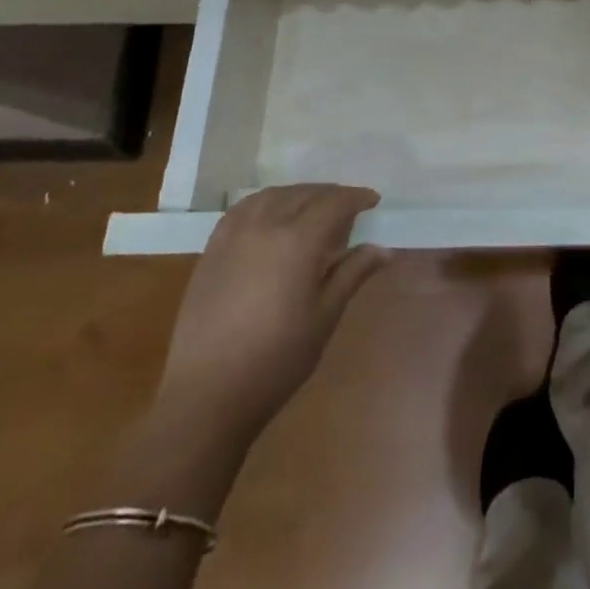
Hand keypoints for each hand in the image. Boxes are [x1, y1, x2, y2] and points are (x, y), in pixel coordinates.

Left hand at [155, 185, 384, 441]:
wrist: (206, 395)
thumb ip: (353, 273)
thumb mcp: (325, 316)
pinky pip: (244, 209)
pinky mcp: (212, 249)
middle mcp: (266, 225)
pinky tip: (271, 217)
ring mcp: (234, 235)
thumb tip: (383, 250)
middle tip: (348, 209)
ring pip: (274, 195)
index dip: (357, 198)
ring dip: (299, 195)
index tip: (373, 202)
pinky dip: (266, 202)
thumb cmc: (277, 359)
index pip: (335, 202)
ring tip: (312, 209)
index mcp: (298, 240)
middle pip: (305, 194)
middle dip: (331, 195)